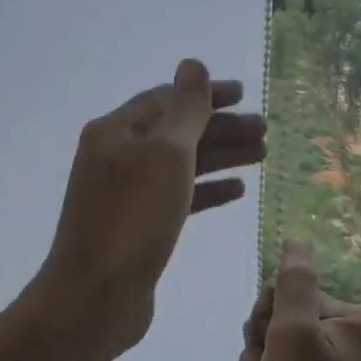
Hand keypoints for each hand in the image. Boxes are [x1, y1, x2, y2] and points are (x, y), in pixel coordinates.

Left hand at [37, 59, 265, 359]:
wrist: (95, 296)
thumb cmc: (133, 218)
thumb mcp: (165, 154)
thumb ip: (186, 108)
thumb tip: (193, 64)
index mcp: (117, 131)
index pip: (167, 99)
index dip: (207, 94)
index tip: (246, 95)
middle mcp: (118, 156)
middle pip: (177, 132)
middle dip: (222, 128)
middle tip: (264, 131)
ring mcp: (127, 194)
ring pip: (181, 165)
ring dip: (221, 157)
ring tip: (263, 156)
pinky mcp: (139, 226)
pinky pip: (178, 197)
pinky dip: (207, 190)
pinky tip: (236, 191)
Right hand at [239, 241, 360, 360]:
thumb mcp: (294, 333)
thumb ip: (292, 284)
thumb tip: (296, 241)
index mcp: (345, 318)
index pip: (284, 293)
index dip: (268, 320)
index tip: (275, 348)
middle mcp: (337, 339)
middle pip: (273, 322)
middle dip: (260, 351)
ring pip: (265, 352)